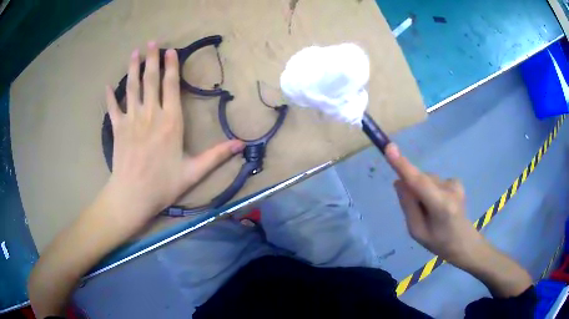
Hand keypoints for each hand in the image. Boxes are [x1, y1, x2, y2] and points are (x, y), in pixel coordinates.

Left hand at [104, 42, 243, 222]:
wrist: (133, 196)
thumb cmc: (163, 185)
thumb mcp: (194, 172)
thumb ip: (216, 156)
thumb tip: (240, 145)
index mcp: (170, 122)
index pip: (171, 86)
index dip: (171, 66)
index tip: (171, 50)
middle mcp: (151, 114)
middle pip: (151, 80)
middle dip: (151, 59)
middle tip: (152, 42)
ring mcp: (131, 119)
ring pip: (132, 87)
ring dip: (133, 68)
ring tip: (134, 53)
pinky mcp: (117, 128)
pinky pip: (112, 108)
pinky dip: (109, 96)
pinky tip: (107, 86)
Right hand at [384, 143, 482, 264]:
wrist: (464, 243)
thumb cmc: (439, 243)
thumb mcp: (417, 232)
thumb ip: (408, 206)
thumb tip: (399, 182)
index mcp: (441, 206)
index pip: (419, 183)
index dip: (403, 166)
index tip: (389, 148)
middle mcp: (450, 189)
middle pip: (421, 180)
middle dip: (413, 190)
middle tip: (418, 212)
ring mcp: (455, 184)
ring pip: (427, 179)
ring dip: (422, 191)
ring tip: (430, 211)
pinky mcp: (456, 181)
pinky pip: (434, 181)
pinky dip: (430, 190)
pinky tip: (439, 204)